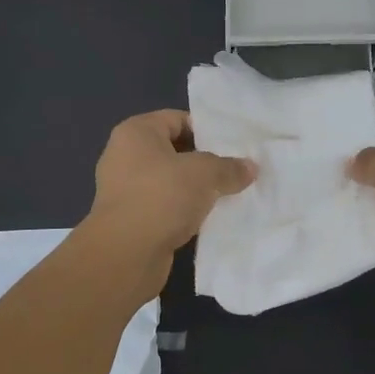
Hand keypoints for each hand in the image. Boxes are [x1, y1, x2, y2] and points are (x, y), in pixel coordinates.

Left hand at [84, 110, 254, 290]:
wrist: (126, 254)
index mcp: (136, 132)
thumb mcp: (205, 174)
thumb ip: (229, 167)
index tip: (233, 146)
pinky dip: (183, 210)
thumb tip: (250, 168)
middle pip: (173, 150)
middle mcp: (124, 155)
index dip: (206, 130)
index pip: (177, 119)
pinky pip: (164, 206)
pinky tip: (207, 219)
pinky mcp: (129, 219)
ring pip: (169, 181)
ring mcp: (124, 189)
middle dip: (204, 161)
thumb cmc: (162, 197)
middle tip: (234, 170)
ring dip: (194, 189)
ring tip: (226, 194)